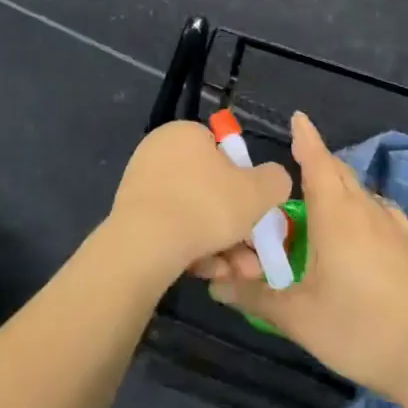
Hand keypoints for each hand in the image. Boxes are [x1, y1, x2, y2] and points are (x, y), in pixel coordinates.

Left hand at [107, 121, 291, 281]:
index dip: (244, 182)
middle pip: (210, 190)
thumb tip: (273, 180)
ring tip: (239, 273)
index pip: (222, 151)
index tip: (257, 211)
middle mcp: (159, 152)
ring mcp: (143, 185)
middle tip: (254, 256)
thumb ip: (275, 180)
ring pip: (195, 215)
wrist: (145, 245)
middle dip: (237, 226)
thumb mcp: (258, 191)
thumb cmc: (206, 206)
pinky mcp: (132, 217)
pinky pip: (173, 230)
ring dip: (222, 245)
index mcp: (185, 133)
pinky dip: (194, 250)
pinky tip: (210, 274)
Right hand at [203, 113, 407, 399]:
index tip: (297, 118)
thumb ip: (255, 298)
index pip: (317, 161)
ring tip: (321, 195)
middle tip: (295, 162)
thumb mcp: (297, 316)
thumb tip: (216, 287)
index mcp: (335, 214)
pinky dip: (361, 205)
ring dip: (339, 183)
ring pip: (360, 190)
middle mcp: (364, 210)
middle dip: (317, 160)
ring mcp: (392, 228)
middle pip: (338, 171)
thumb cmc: (356, 327)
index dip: (306, 138)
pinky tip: (359, 226)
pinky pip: (379, 211)